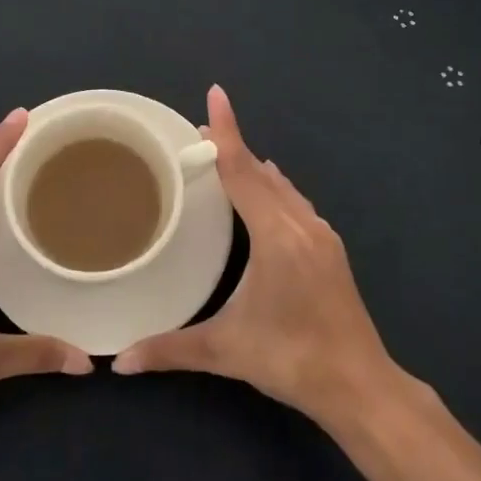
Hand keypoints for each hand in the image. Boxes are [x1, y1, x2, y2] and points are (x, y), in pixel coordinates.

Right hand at [113, 86, 399, 426]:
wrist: (361, 386)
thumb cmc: (291, 359)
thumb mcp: (225, 351)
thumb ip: (169, 350)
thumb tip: (118, 362)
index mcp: (276, 235)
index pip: (242, 171)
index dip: (226, 132)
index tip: (215, 95)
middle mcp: (301, 224)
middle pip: (261, 172)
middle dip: (232, 147)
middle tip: (199, 133)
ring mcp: (321, 235)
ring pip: (282, 186)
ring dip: (253, 168)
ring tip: (225, 157)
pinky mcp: (330, 249)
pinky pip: (296, 202)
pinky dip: (273, 187)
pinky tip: (266, 192)